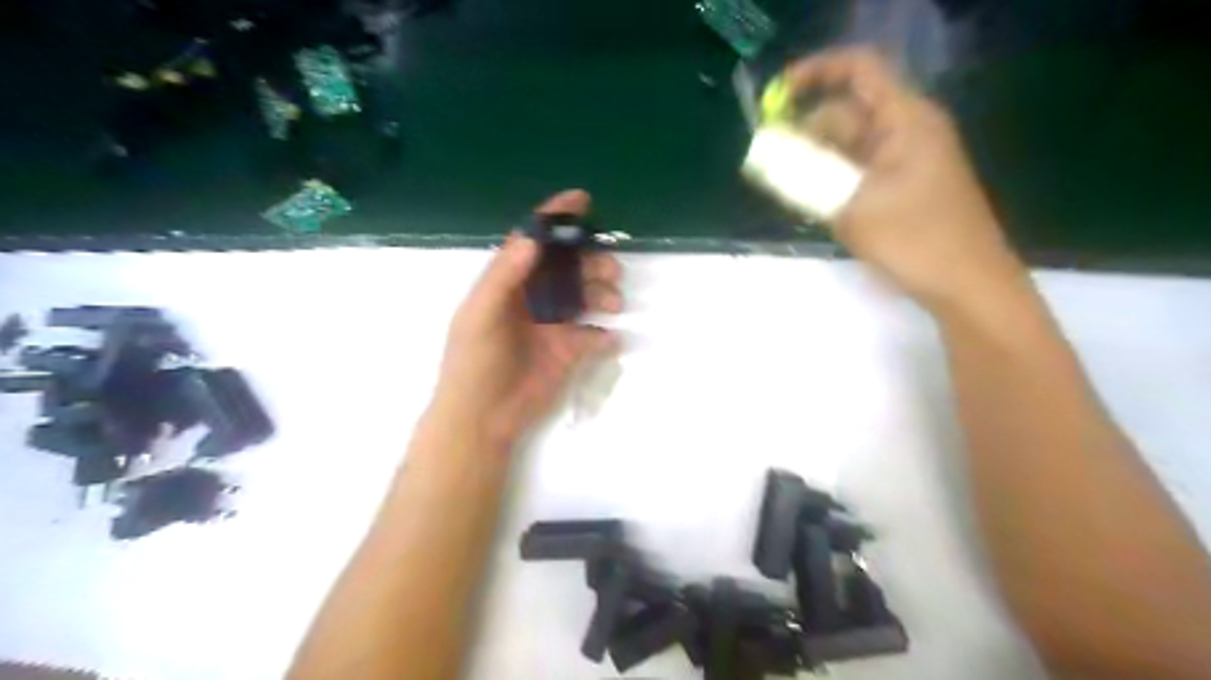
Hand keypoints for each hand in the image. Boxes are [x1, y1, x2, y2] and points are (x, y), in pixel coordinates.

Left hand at [437, 189, 623, 448]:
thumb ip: (505, 276)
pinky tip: (607, 337)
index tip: (582, 200)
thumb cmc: (474, 362)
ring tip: (613, 302)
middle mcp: (534, 297)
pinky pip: (594, 335)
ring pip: (586, 296)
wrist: (483, 417)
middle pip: (568, 266)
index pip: (533, 241)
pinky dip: (605, 333)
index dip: (555, 219)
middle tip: (608, 269)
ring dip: (603, 292)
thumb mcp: (482, 314)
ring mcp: (554, 324)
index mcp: (508, 282)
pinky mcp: (569, 351)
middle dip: (591, 261)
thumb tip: (533, 239)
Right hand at [781, 47, 1023, 309]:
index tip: (776, 97)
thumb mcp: (853, 208)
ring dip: (817, 161)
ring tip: (790, 189)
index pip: (859, 70)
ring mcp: (906, 159)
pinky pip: (859, 170)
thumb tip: (767, 155)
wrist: (968, 286)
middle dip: (807, 131)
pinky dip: (833, 180)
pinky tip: (814, 203)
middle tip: (773, 163)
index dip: (815, 73)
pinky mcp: (902, 186)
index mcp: (905, 120)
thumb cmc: (917, 242)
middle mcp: (906, 130)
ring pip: (849, 145)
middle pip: (847, 112)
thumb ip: (806, 177)